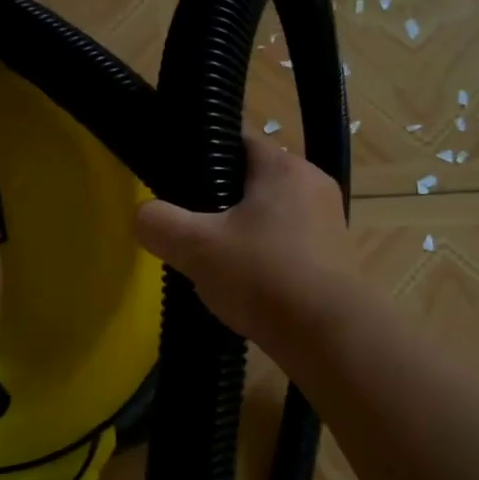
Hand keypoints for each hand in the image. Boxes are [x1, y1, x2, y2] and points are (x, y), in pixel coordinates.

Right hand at [133, 132, 352, 345]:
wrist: (330, 336)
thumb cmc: (263, 275)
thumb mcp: (196, 247)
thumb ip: (159, 223)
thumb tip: (143, 216)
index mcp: (284, 167)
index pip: (237, 142)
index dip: (203, 158)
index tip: (179, 185)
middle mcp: (313, 185)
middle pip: (252, 183)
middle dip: (220, 204)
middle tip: (192, 231)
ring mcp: (329, 223)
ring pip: (270, 217)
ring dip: (243, 235)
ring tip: (216, 264)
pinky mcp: (335, 258)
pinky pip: (289, 247)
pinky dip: (266, 260)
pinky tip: (248, 288)